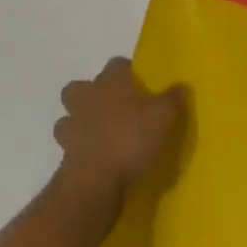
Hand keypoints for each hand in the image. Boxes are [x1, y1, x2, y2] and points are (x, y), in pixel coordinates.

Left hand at [53, 57, 185, 203]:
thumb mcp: (163, 117)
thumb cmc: (131, 139)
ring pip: (68, 116)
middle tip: (111, 110)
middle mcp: (88, 95)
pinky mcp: (64, 154)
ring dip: (78, 123)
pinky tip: (94, 162)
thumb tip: (182, 86)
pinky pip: (69, 146)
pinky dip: (78, 151)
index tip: (138, 86)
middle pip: (81, 86)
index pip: (117, 64)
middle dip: (90, 95)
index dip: (126, 73)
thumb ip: (173, 99)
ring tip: (98, 137)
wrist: (95, 182)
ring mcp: (71, 125)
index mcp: (111, 80)